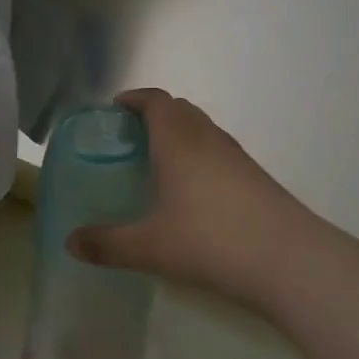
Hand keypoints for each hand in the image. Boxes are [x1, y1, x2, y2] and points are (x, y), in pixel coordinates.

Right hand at [69, 87, 318, 308]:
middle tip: (131, 137)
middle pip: (179, 109)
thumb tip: (70, 242)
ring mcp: (236, 156)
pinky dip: (200, 155)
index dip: (134, 99)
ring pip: (202, 129)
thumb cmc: (211, 240)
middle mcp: (207, 137)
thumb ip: (108, 243)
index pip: (155, 100)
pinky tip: (194, 192)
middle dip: (154, 114)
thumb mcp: (150, 247)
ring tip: (160, 163)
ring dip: (180, 134)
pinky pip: (219, 150)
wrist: (289, 259)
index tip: (115, 109)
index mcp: (178, 140)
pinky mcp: (256, 176)